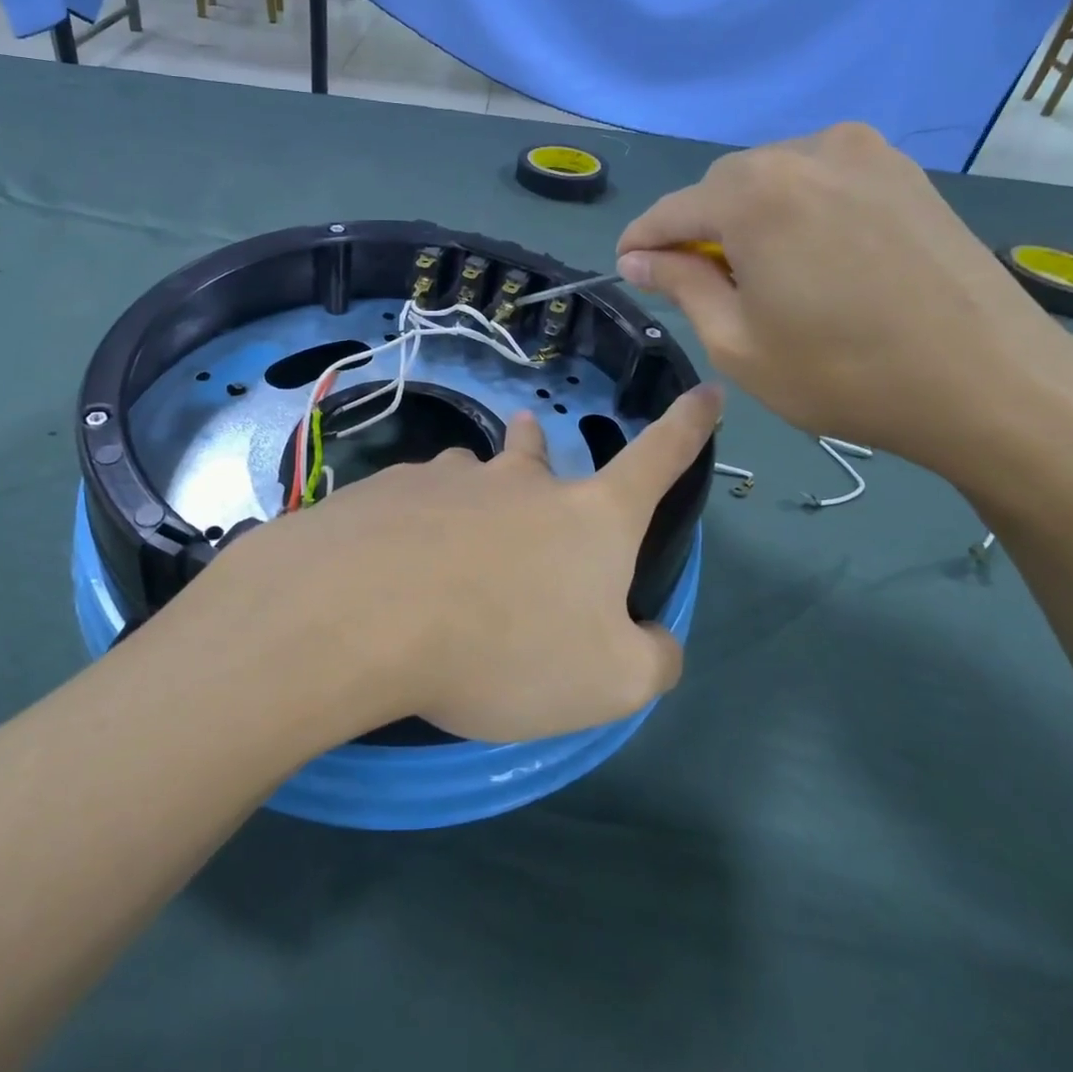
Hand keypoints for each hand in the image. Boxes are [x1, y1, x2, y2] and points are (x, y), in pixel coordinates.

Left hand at [200, 386, 722, 743]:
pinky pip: (415, 502)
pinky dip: (416, 525)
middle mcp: (521, 481)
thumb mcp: (608, 681)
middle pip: (539, 453)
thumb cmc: (505, 646)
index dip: (688, 426)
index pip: (658, 459)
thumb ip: (650, 658)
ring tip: (454, 541)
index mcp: (588, 516)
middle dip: (539, 449)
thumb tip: (655, 638)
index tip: (706, 390)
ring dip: (474, 494)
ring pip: (471, 475)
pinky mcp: (388, 491)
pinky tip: (396, 566)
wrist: (366, 614)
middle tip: (531, 445)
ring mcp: (450, 478)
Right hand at [615, 123, 1072, 483]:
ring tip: (764, 276)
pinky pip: (821, 179)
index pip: (671, 210)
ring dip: (750, 219)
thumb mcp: (736, 342)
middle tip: (703, 286)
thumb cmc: (843, 373)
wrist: (991, 382)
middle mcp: (805, 152)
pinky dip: (798, 211)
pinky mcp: (903, 171)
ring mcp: (864, 153)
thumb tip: (638, 258)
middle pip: (723, 187)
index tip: (627, 269)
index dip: (642, 242)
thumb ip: (681, 285)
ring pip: (773, 179)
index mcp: (754, 193)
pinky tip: (813, 258)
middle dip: (700, 230)